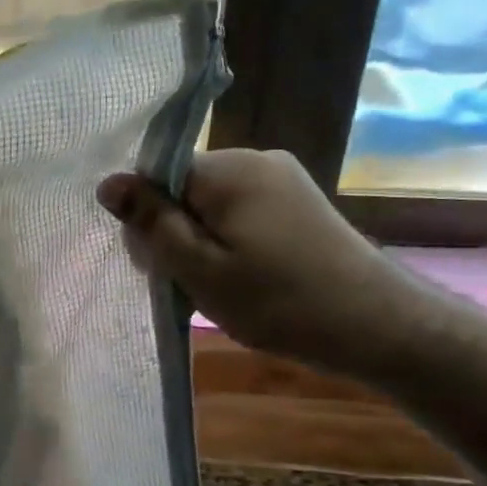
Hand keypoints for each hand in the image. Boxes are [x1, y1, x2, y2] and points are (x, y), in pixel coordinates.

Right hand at [97, 148, 423, 375]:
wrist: (378, 325)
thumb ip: (152, 223)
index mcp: (229, 169)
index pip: (159, 176)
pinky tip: (247, 278)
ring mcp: (284, 179)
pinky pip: (243, 213)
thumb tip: (108, 182)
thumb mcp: (200, 269)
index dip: (148, 219)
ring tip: (221, 288)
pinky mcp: (300, 203)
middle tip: (191, 284)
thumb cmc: (279, 301)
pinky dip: (232, 243)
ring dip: (203, 242)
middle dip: (176, 233)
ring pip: (213, 204)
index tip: (159, 264)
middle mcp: (257, 160)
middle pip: (186, 188)